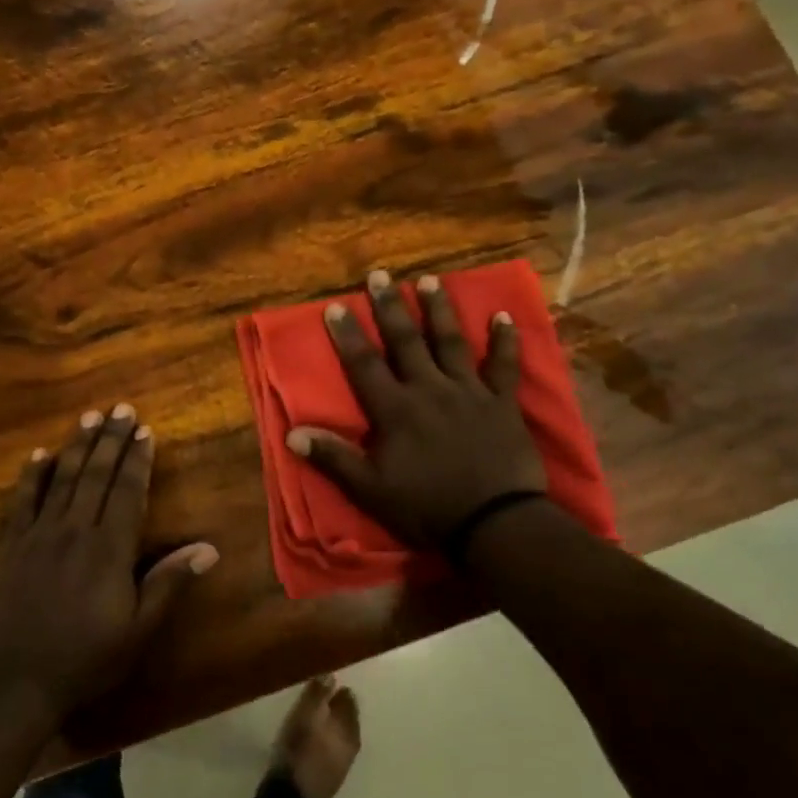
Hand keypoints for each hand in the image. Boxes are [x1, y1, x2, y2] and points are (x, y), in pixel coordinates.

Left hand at [0, 405, 218, 719]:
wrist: (16, 681)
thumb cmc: (86, 658)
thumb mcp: (138, 629)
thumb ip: (169, 584)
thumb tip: (208, 548)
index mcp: (109, 549)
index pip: (127, 491)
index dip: (136, 459)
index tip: (144, 430)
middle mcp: (75, 530)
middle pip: (95, 475)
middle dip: (110, 439)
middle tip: (120, 408)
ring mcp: (39, 535)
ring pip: (61, 479)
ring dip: (77, 446)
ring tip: (89, 417)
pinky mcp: (11, 546)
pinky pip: (23, 501)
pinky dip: (32, 475)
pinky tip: (39, 454)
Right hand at [286, 269, 546, 548]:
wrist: (494, 523)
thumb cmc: (427, 508)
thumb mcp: (370, 490)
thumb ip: (333, 458)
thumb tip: (292, 434)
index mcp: (396, 410)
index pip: (364, 365)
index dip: (348, 335)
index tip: (336, 306)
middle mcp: (430, 389)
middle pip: (406, 341)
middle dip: (390, 307)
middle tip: (380, 275)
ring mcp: (469, 392)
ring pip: (451, 342)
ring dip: (439, 310)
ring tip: (429, 280)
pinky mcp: (502, 403)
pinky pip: (504, 366)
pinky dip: (505, 340)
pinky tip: (503, 315)